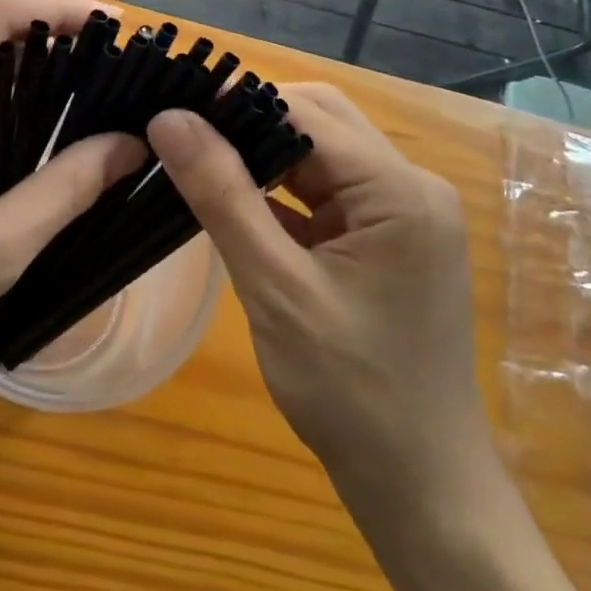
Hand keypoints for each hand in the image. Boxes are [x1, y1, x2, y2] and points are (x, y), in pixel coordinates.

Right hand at [147, 84, 496, 505]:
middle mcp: (412, 188)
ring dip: (263, 157)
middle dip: (251, 123)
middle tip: (181, 134)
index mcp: (400, 191)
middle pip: (320, 123)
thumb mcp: (275, 288)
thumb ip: (222, 196)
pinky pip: (327, 197)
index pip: (308, 112)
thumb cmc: (350, 392)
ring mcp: (403, 216)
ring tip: (195, 158)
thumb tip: (170, 120)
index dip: (239, 102)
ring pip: (321, 158)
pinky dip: (281, 194)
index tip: (174, 106)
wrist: (421, 487)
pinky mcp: (388, 242)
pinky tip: (232, 201)